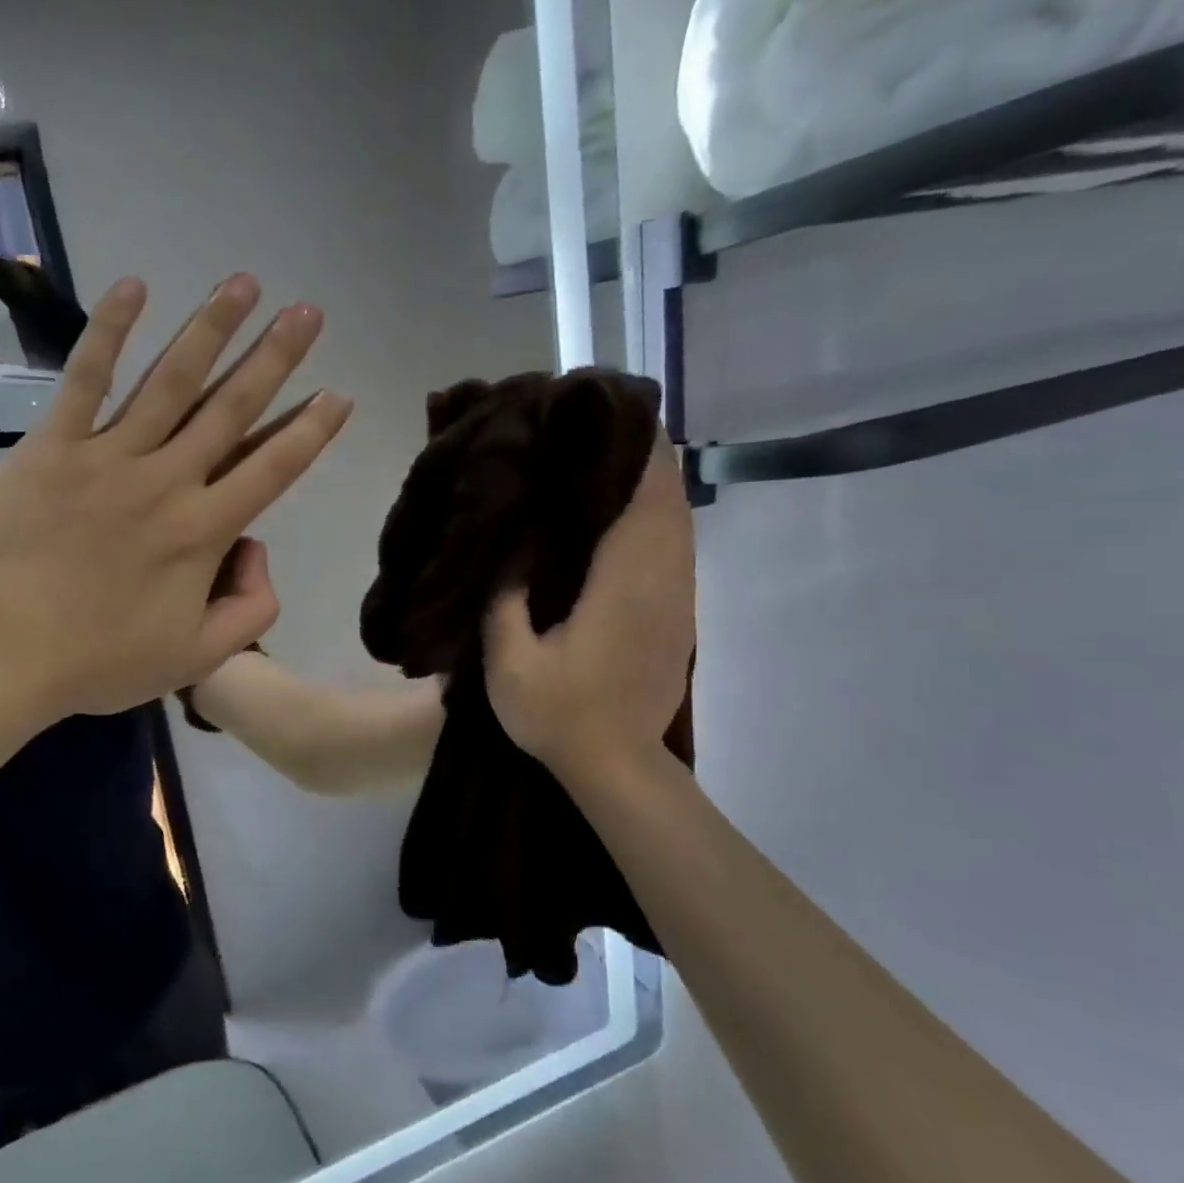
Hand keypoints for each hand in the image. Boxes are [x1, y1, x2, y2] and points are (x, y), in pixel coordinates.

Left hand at [0, 273, 351, 720]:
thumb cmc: (98, 661)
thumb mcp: (196, 660)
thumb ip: (250, 611)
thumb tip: (256, 550)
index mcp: (204, 532)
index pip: (273, 469)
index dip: (311, 431)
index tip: (338, 394)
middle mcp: (168, 481)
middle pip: (232, 409)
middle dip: (275, 357)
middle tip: (307, 313)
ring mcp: (109, 457)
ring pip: (171, 381)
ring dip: (211, 328)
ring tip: (244, 283)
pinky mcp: (54, 446)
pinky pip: (85, 379)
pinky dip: (109, 332)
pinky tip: (134, 286)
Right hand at [483, 436, 694, 773]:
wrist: (616, 765)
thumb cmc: (558, 713)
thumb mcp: (509, 660)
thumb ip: (505, 597)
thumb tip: (511, 544)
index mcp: (622, 585)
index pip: (643, 498)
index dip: (633, 452)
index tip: (606, 417)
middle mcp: (661, 581)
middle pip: (668, 500)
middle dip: (642, 457)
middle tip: (595, 429)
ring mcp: (677, 600)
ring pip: (678, 523)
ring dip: (652, 487)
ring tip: (608, 459)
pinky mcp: (679, 616)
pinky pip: (675, 549)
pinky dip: (656, 519)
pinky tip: (624, 516)